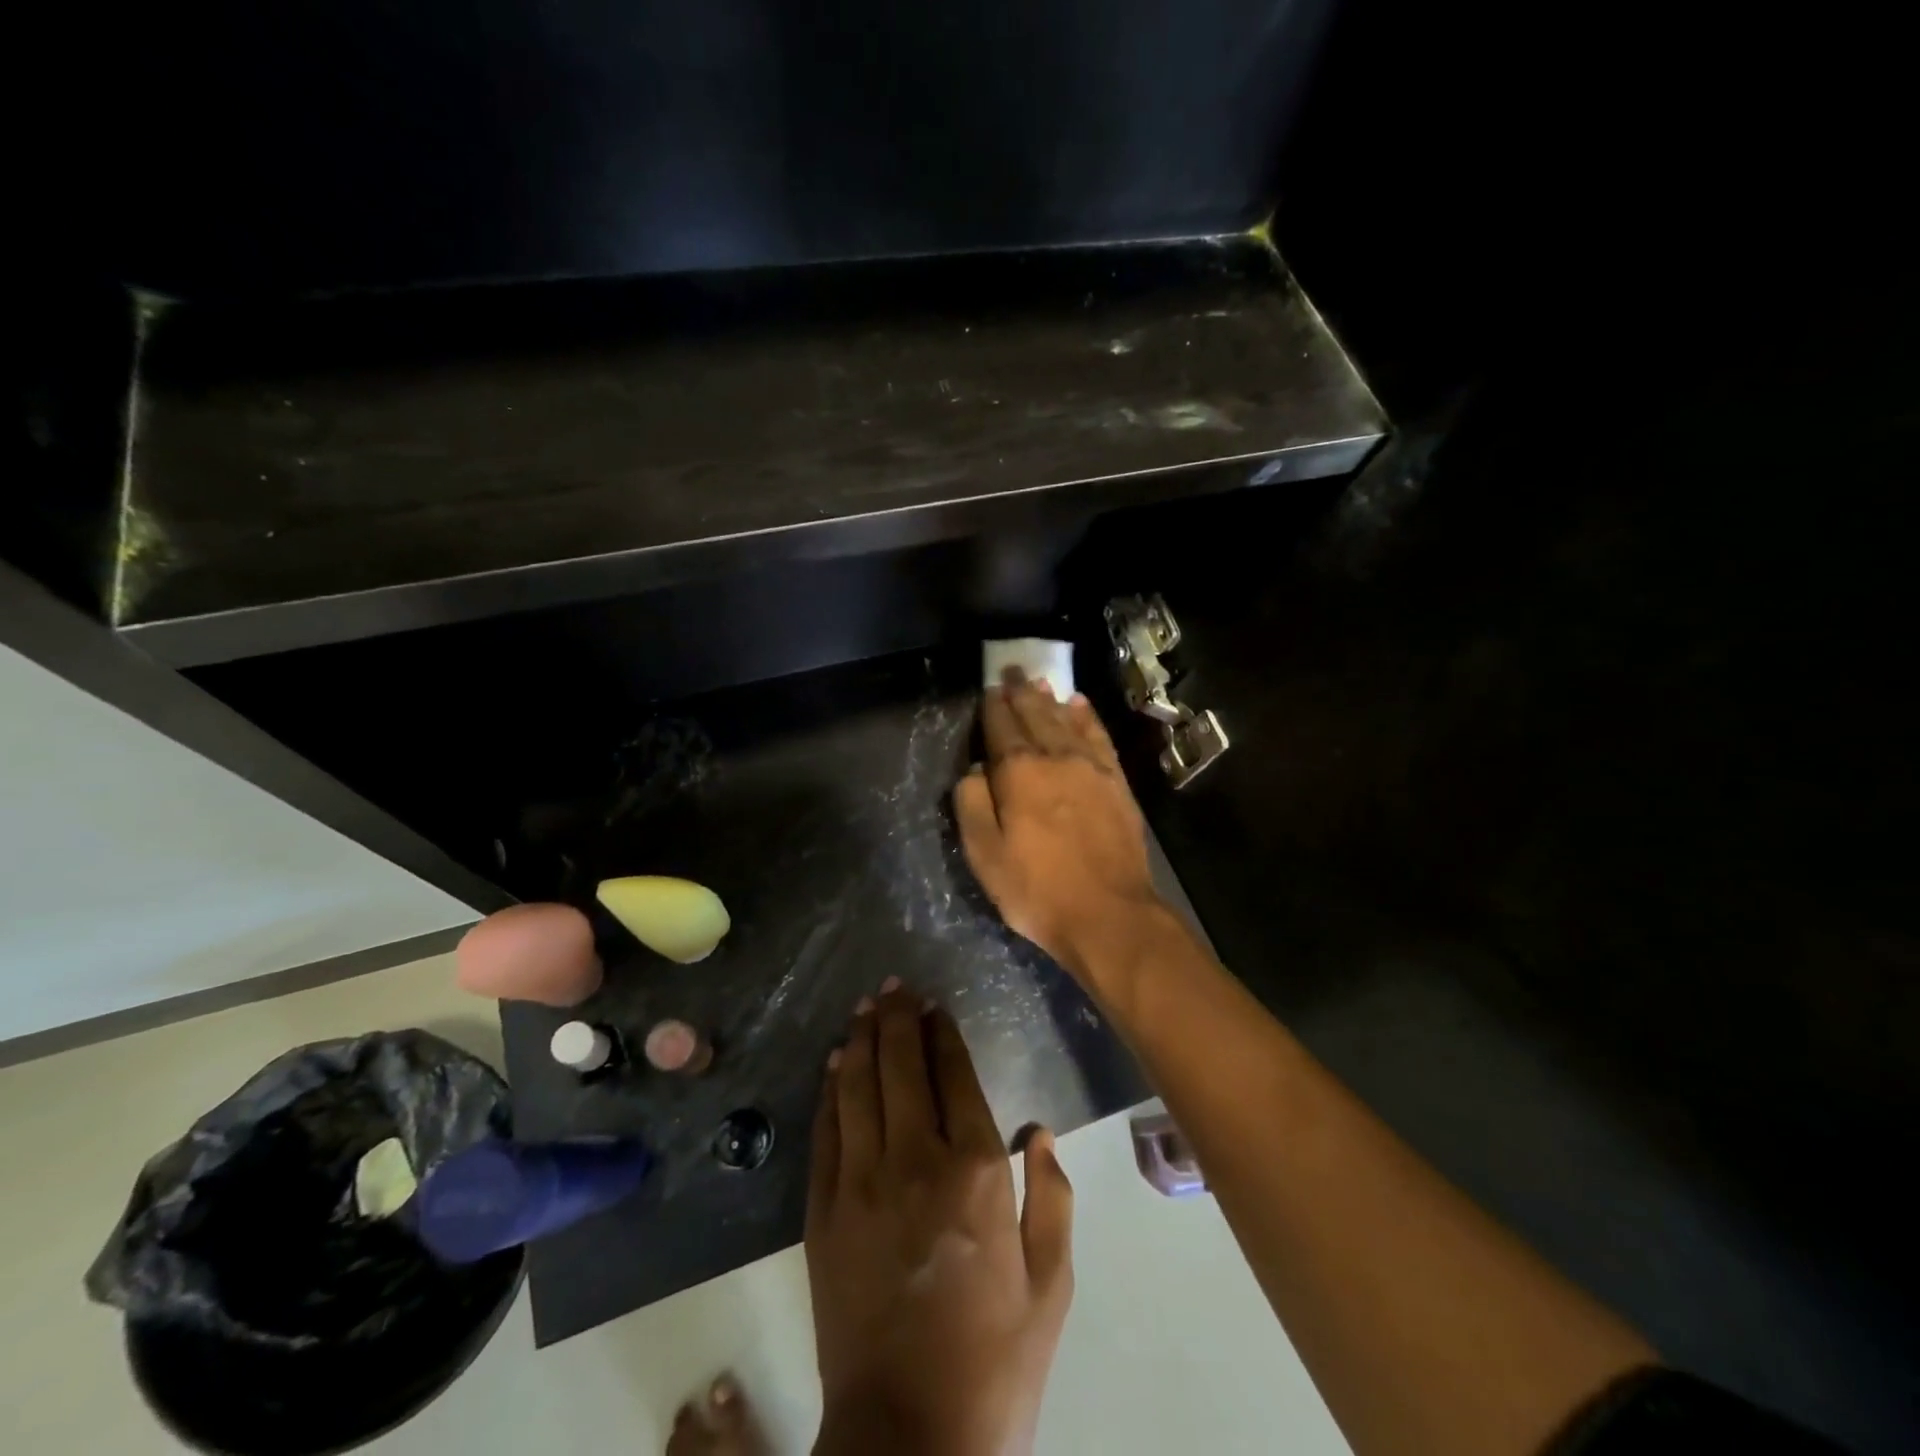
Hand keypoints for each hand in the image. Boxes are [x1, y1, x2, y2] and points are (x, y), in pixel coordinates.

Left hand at [806, 981, 1073, 1455]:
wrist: (909, 1439)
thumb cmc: (995, 1360)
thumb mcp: (1051, 1284)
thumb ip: (1053, 1196)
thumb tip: (1039, 1131)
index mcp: (976, 1171)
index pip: (955, 1074)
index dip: (943, 1033)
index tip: (936, 1007)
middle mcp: (915, 1160)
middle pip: (901, 1065)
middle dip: (898, 1017)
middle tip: (896, 986)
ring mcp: (861, 1182)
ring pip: (857, 1085)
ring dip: (861, 1039)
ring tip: (866, 1006)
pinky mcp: (823, 1210)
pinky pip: (826, 1129)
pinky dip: (830, 1089)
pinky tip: (833, 1064)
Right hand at [954, 676, 1164, 987]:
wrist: (1109, 913)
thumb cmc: (1038, 890)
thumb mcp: (986, 855)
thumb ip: (973, 805)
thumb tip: (974, 770)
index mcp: (1019, 773)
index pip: (1002, 728)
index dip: (994, 707)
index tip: (990, 688)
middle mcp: (1056, 758)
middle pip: (1035, 716)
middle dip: (1021, 692)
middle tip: (1013, 671)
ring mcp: (1091, 768)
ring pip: (1067, 721)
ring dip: (1051, 700)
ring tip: (1040, 683)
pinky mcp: (1116, 782)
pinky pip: (1099, 737)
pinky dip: (1087, 718)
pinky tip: (1080, 706)